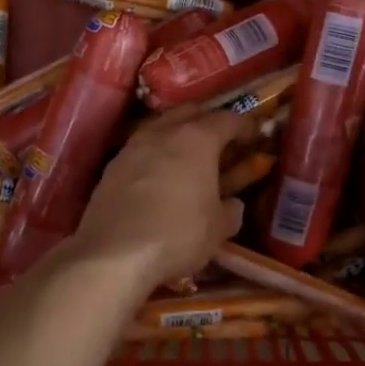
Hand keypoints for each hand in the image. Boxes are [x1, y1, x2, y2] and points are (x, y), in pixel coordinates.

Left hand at [67, 106, 245, 288]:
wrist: (115, 253)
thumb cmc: (178, 235)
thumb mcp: (218, 229)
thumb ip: (230, 210)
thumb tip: (232, 204)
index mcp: (197, 139)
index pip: (228, 120)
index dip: (244, 127)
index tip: (252, 138)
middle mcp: (163, 133)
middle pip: (190, 112)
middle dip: (208, 121)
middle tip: (220, 142)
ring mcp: (133, 146)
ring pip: (161, 126)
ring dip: (177, 135)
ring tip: (188, 156)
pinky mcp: (112, 166)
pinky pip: (140, 148)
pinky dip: (155, 154)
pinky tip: (158, 175)